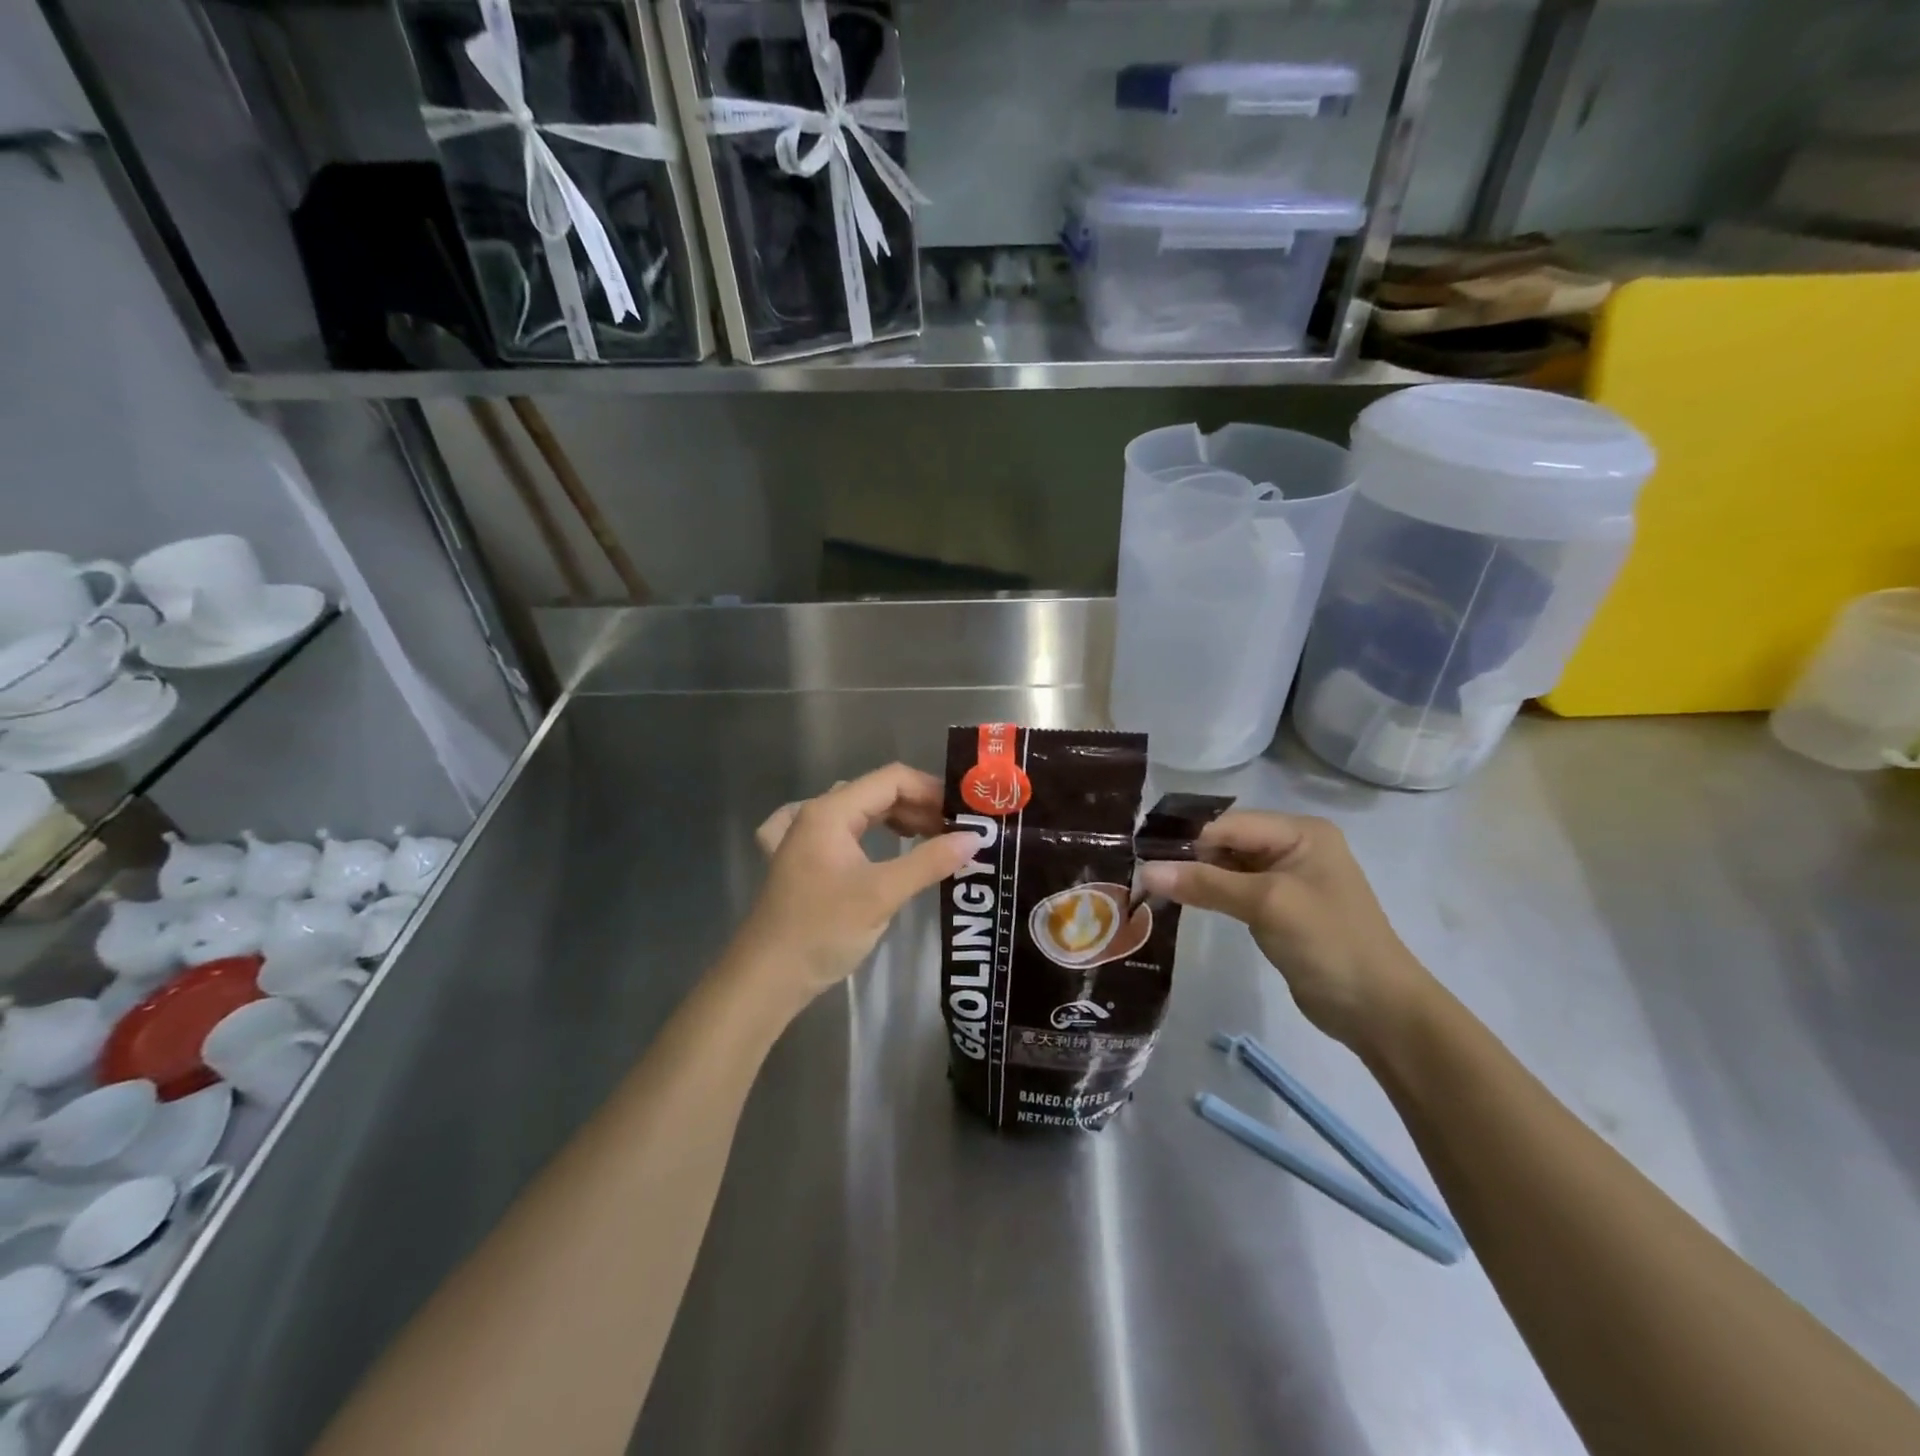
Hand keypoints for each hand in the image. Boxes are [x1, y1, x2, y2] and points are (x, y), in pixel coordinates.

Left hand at [734, 763, 974, 1007]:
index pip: (891, 779)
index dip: (932, 790)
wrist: (766, 978)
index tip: (965, 813)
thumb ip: (929, 861)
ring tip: (932, 840)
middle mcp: (815, 815)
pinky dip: (870, 833)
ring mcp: (805, 838)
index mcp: (830, 811)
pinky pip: (843, 832)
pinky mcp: (804, 862)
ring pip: (861, 812)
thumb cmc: (823, 929)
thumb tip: (975, 838)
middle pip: (876, 793)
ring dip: (898, 821)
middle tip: (955, 832)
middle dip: (919, 807)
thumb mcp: (882, 894)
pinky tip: (881, 845)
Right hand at [1138, 811, 1433, 1048]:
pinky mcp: (1280, 908)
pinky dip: (1211, 894)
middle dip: (1190, 856)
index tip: (1143, 855)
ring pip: (1228, 867)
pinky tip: (1183, 902)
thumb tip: (1146, 871)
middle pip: (1228, 841)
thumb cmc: (1328, 942)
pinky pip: (1236, 890)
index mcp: (1301, 832)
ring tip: (1153, 887)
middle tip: (1143, 873)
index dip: (1188, 838)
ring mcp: (1287, 879)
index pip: (1230, 824)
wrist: (1378, 1010)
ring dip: (1197, 877)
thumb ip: (1206, 884)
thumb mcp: (1267, 904)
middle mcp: (1294, 847)